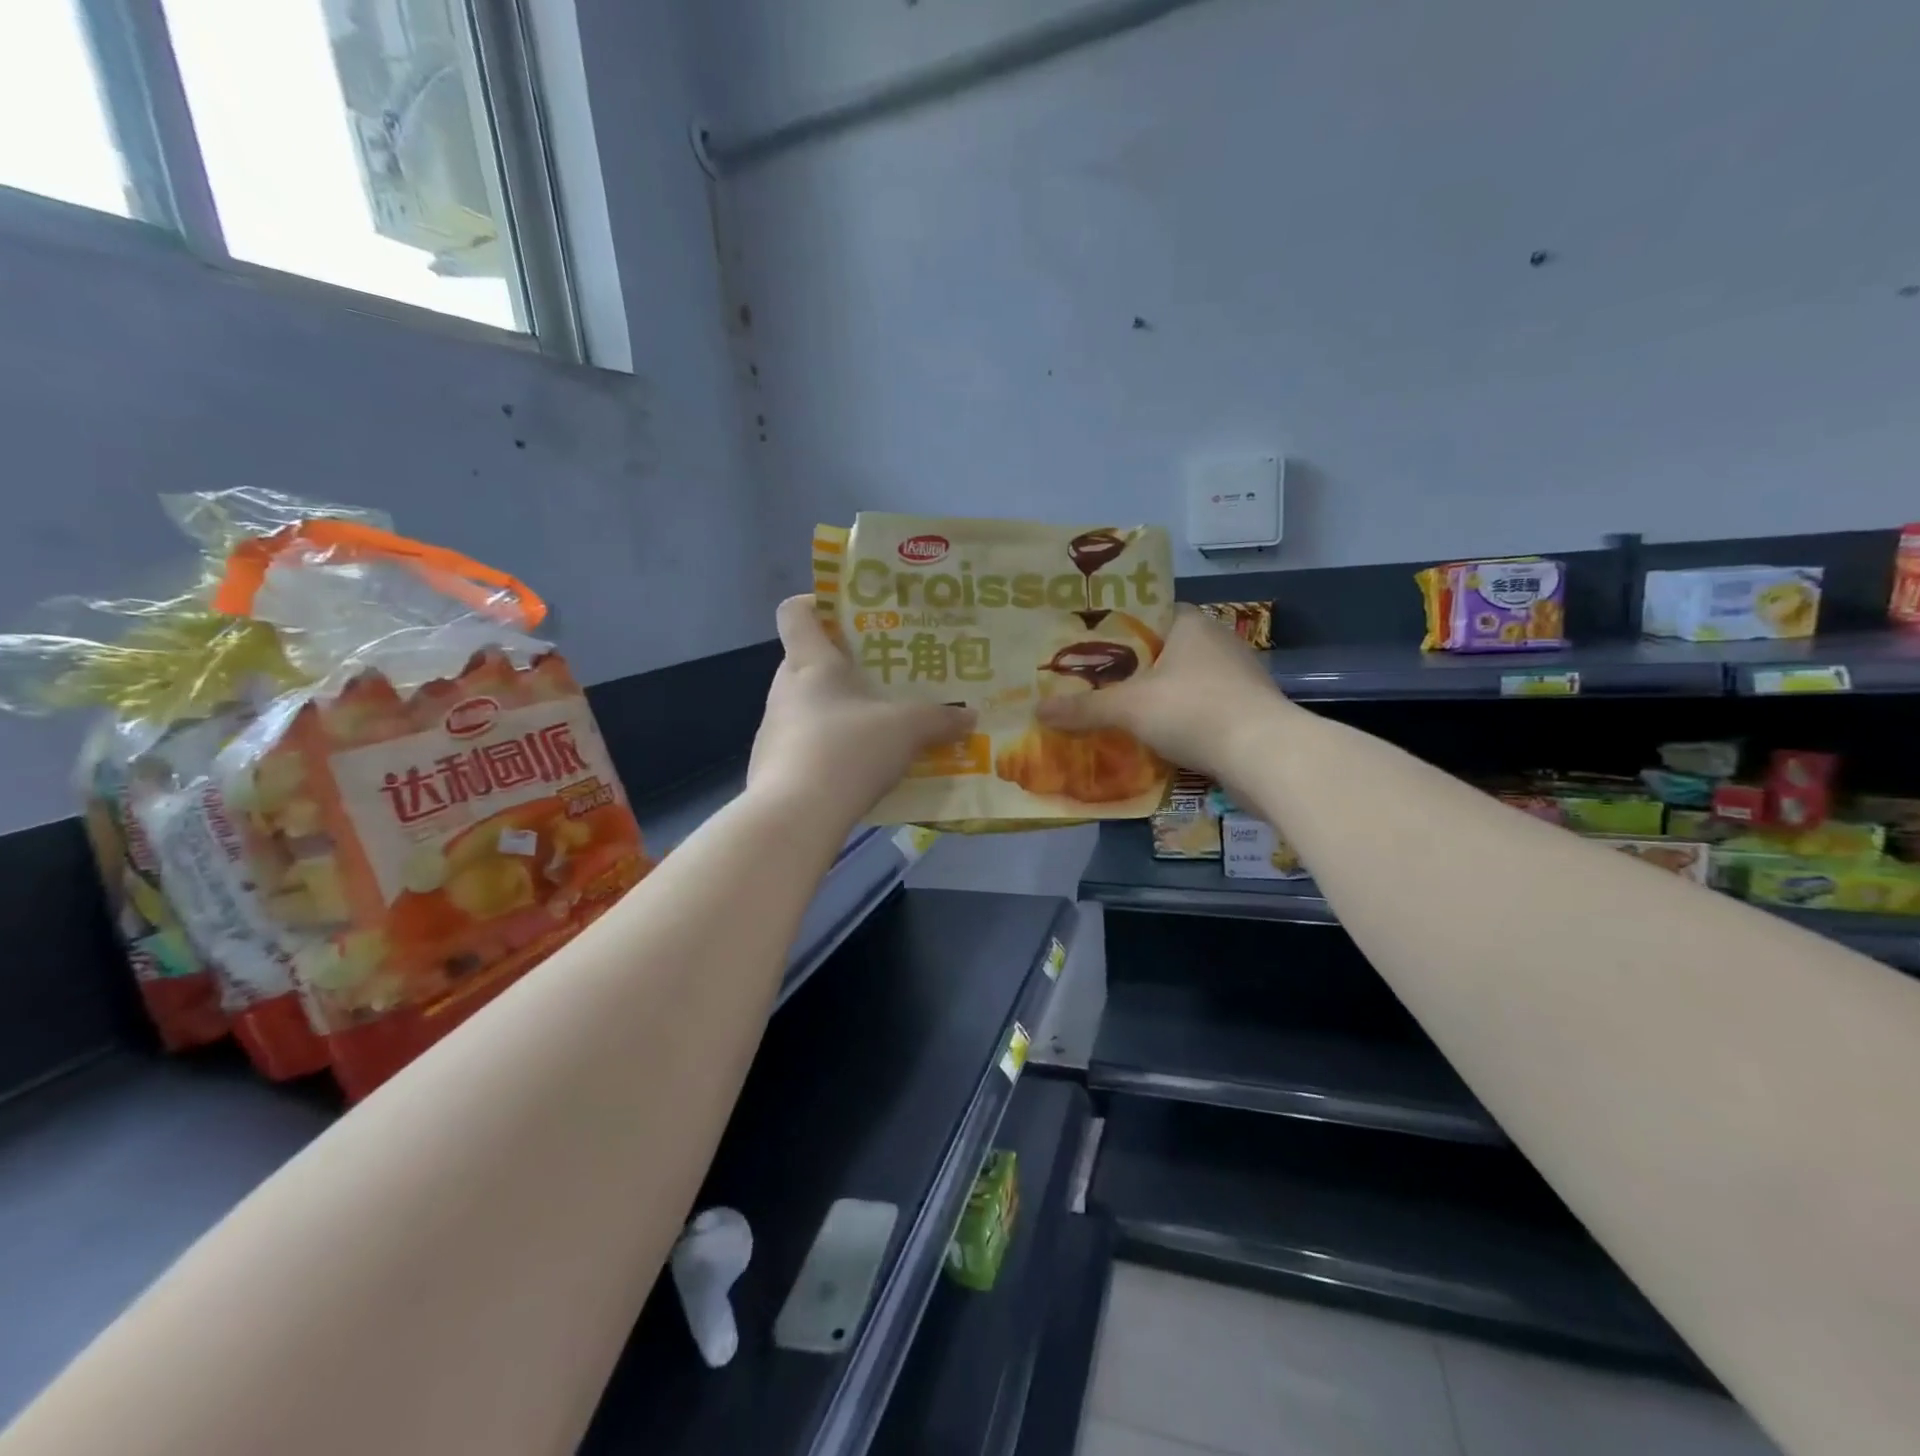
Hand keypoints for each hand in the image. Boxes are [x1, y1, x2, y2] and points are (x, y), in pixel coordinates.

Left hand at [748, 596, 976, 820]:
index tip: (849, 615)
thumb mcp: (906, 730)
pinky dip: (830, 751)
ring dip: (840, 713)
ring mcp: (773, 730)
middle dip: (845, 668)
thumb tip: (970, 716)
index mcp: (810, 663)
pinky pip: (806, 746)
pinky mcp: (772, 767)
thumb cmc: (848, 750)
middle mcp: (785, 689)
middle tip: (884, 679)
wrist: (795, 817)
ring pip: (809, 708)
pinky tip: (859, 771)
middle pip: (808, 662)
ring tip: (879, 729)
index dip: (817, 605)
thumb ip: (939, 719)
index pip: (796, 612)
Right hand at [1035, 604, 1286, 780]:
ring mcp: (1236, 678)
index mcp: (1191, 623)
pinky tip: (1150, 738)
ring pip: (1180, 683)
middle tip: (1088, 683)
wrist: (1266, 756)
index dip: (1114, 629)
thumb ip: (1084, 708)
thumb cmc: (1194, 711)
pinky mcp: (1245, 711)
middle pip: (1161, 650)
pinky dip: (1175, 721)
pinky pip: (1198, 709)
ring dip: (1152, 698)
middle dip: (1127, 669)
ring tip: (1112, 712)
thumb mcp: (1128, 707)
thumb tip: (1037, 711)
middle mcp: (1216, 642)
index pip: (1146, 613)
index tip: (1083, 647)